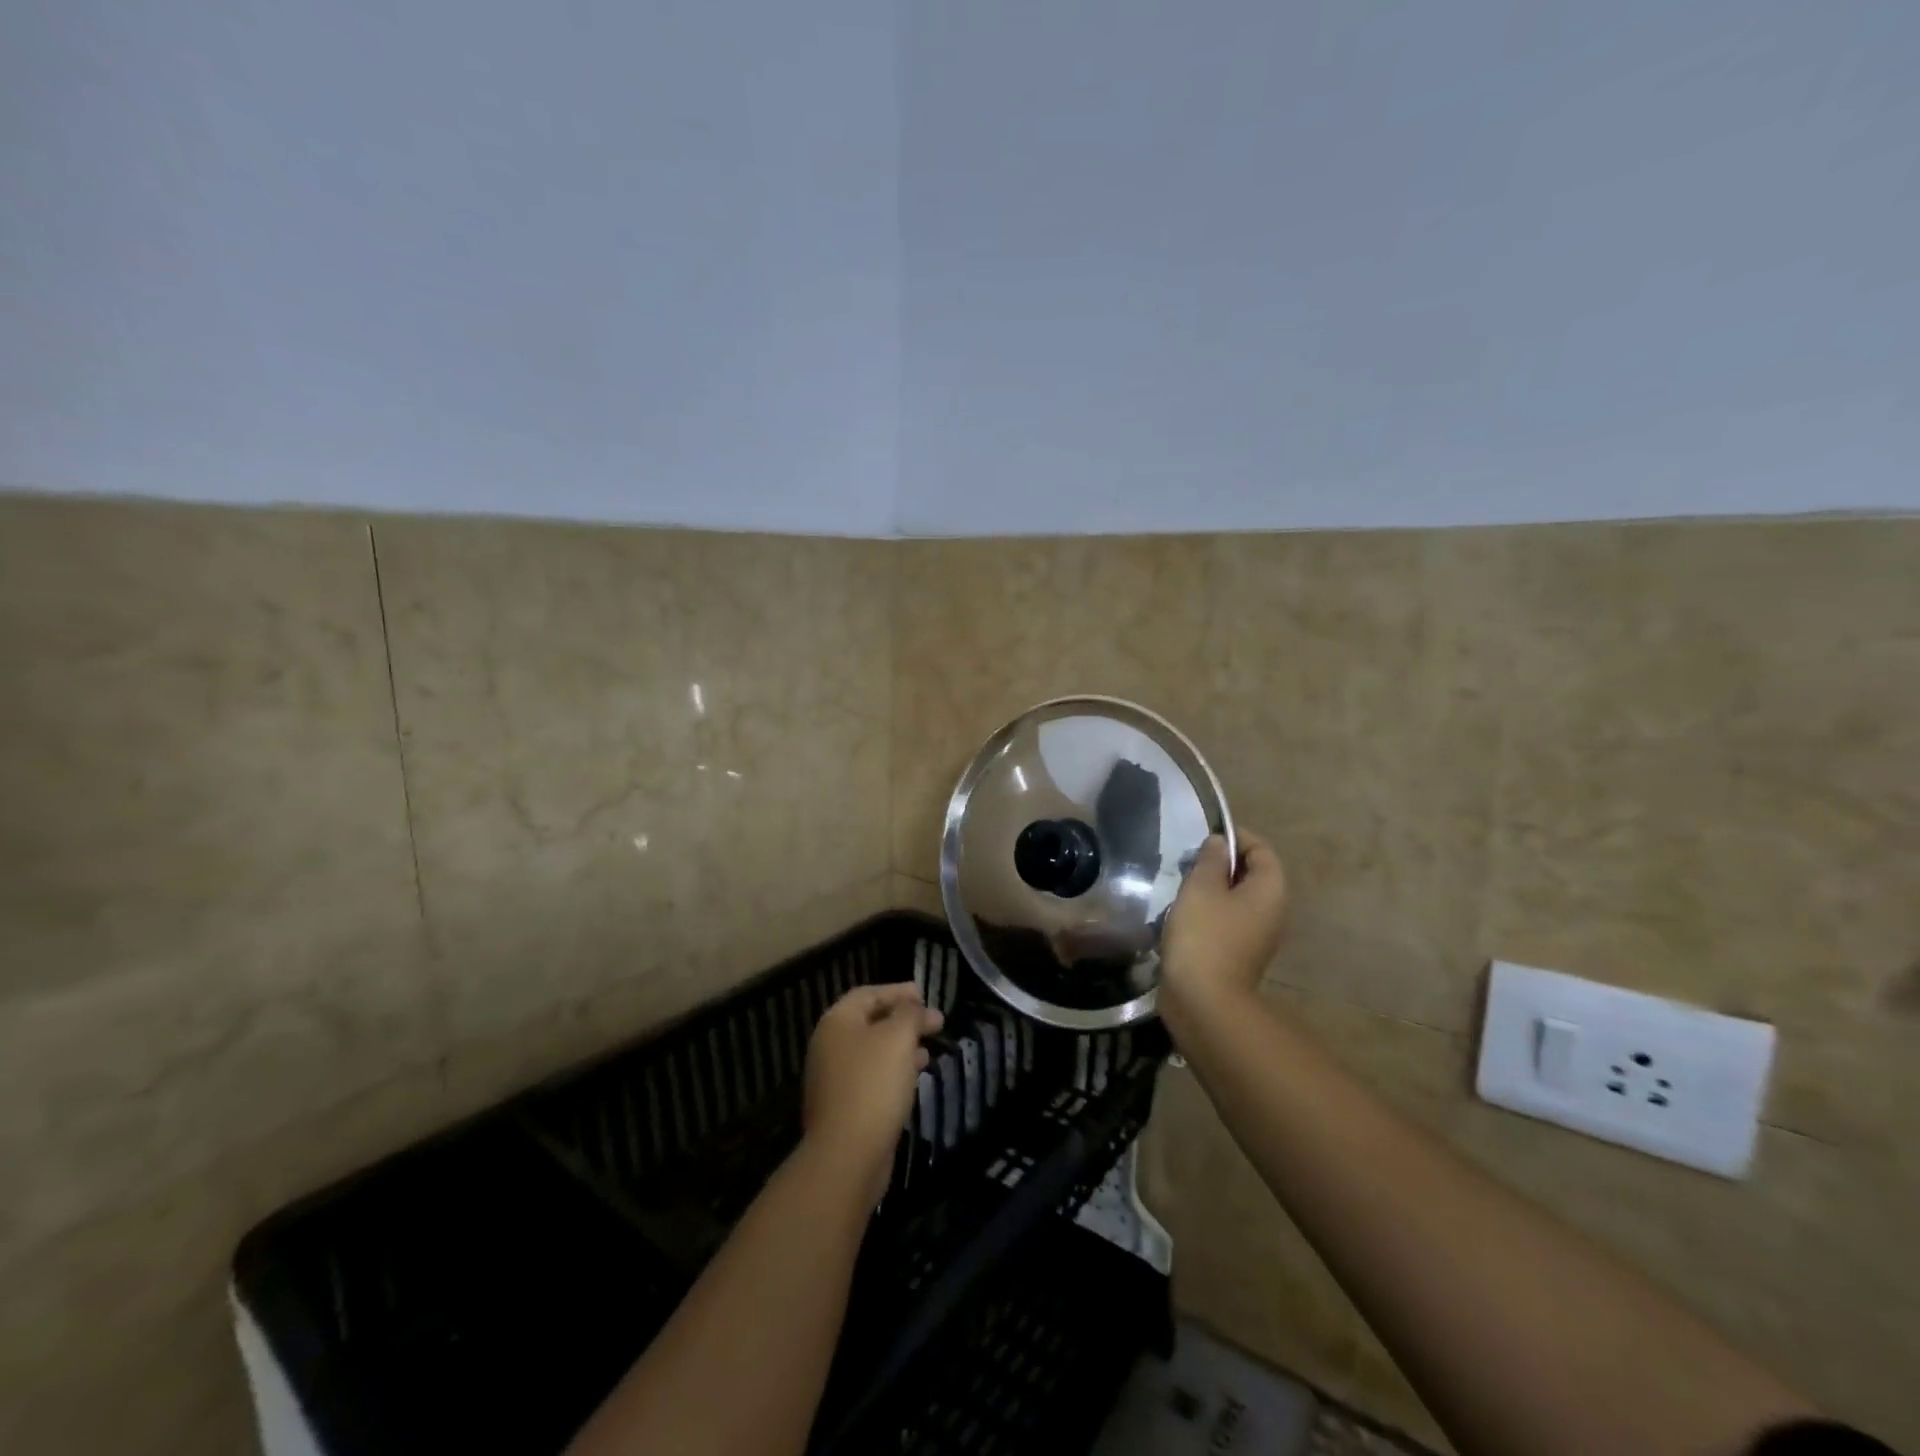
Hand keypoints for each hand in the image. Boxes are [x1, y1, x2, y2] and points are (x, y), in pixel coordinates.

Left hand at [802, 983, 943, 1203]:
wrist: (847, 1155)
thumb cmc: (873, 1084)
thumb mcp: (898, 1038)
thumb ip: (910, 1014)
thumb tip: (916, 1007)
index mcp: (837, 1022)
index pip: (868, 994)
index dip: (897, 991)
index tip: (925, 995)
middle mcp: (829, 1045)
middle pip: (870, 1021)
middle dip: (903, 1019)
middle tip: (934, 1023)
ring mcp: (833, 1078)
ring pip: (872, 1051)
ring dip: (901, 1047)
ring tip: (928, 1050)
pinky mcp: (843, 1107)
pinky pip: (871, 1078)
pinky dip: (893, 1071)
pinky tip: (913, 1079)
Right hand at [1160, 830, 1287, 1036]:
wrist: (1203, 999)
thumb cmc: (1204, 934)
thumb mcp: (1201, 887)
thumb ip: (1211, 860)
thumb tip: (1219, 843)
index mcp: (1270, 890)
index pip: (1261, 850)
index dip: (1235, 837)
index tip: (1203, 838)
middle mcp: (1272, 911)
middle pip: (1252, 874)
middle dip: (1221, 864)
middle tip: (1188, 863)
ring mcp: (1257, 936)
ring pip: (1237, 899)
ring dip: (1212, 890)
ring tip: (1181, 887)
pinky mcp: (1239, 954)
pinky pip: (1228, 921)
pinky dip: (1209, 913)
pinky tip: (1183, 916)